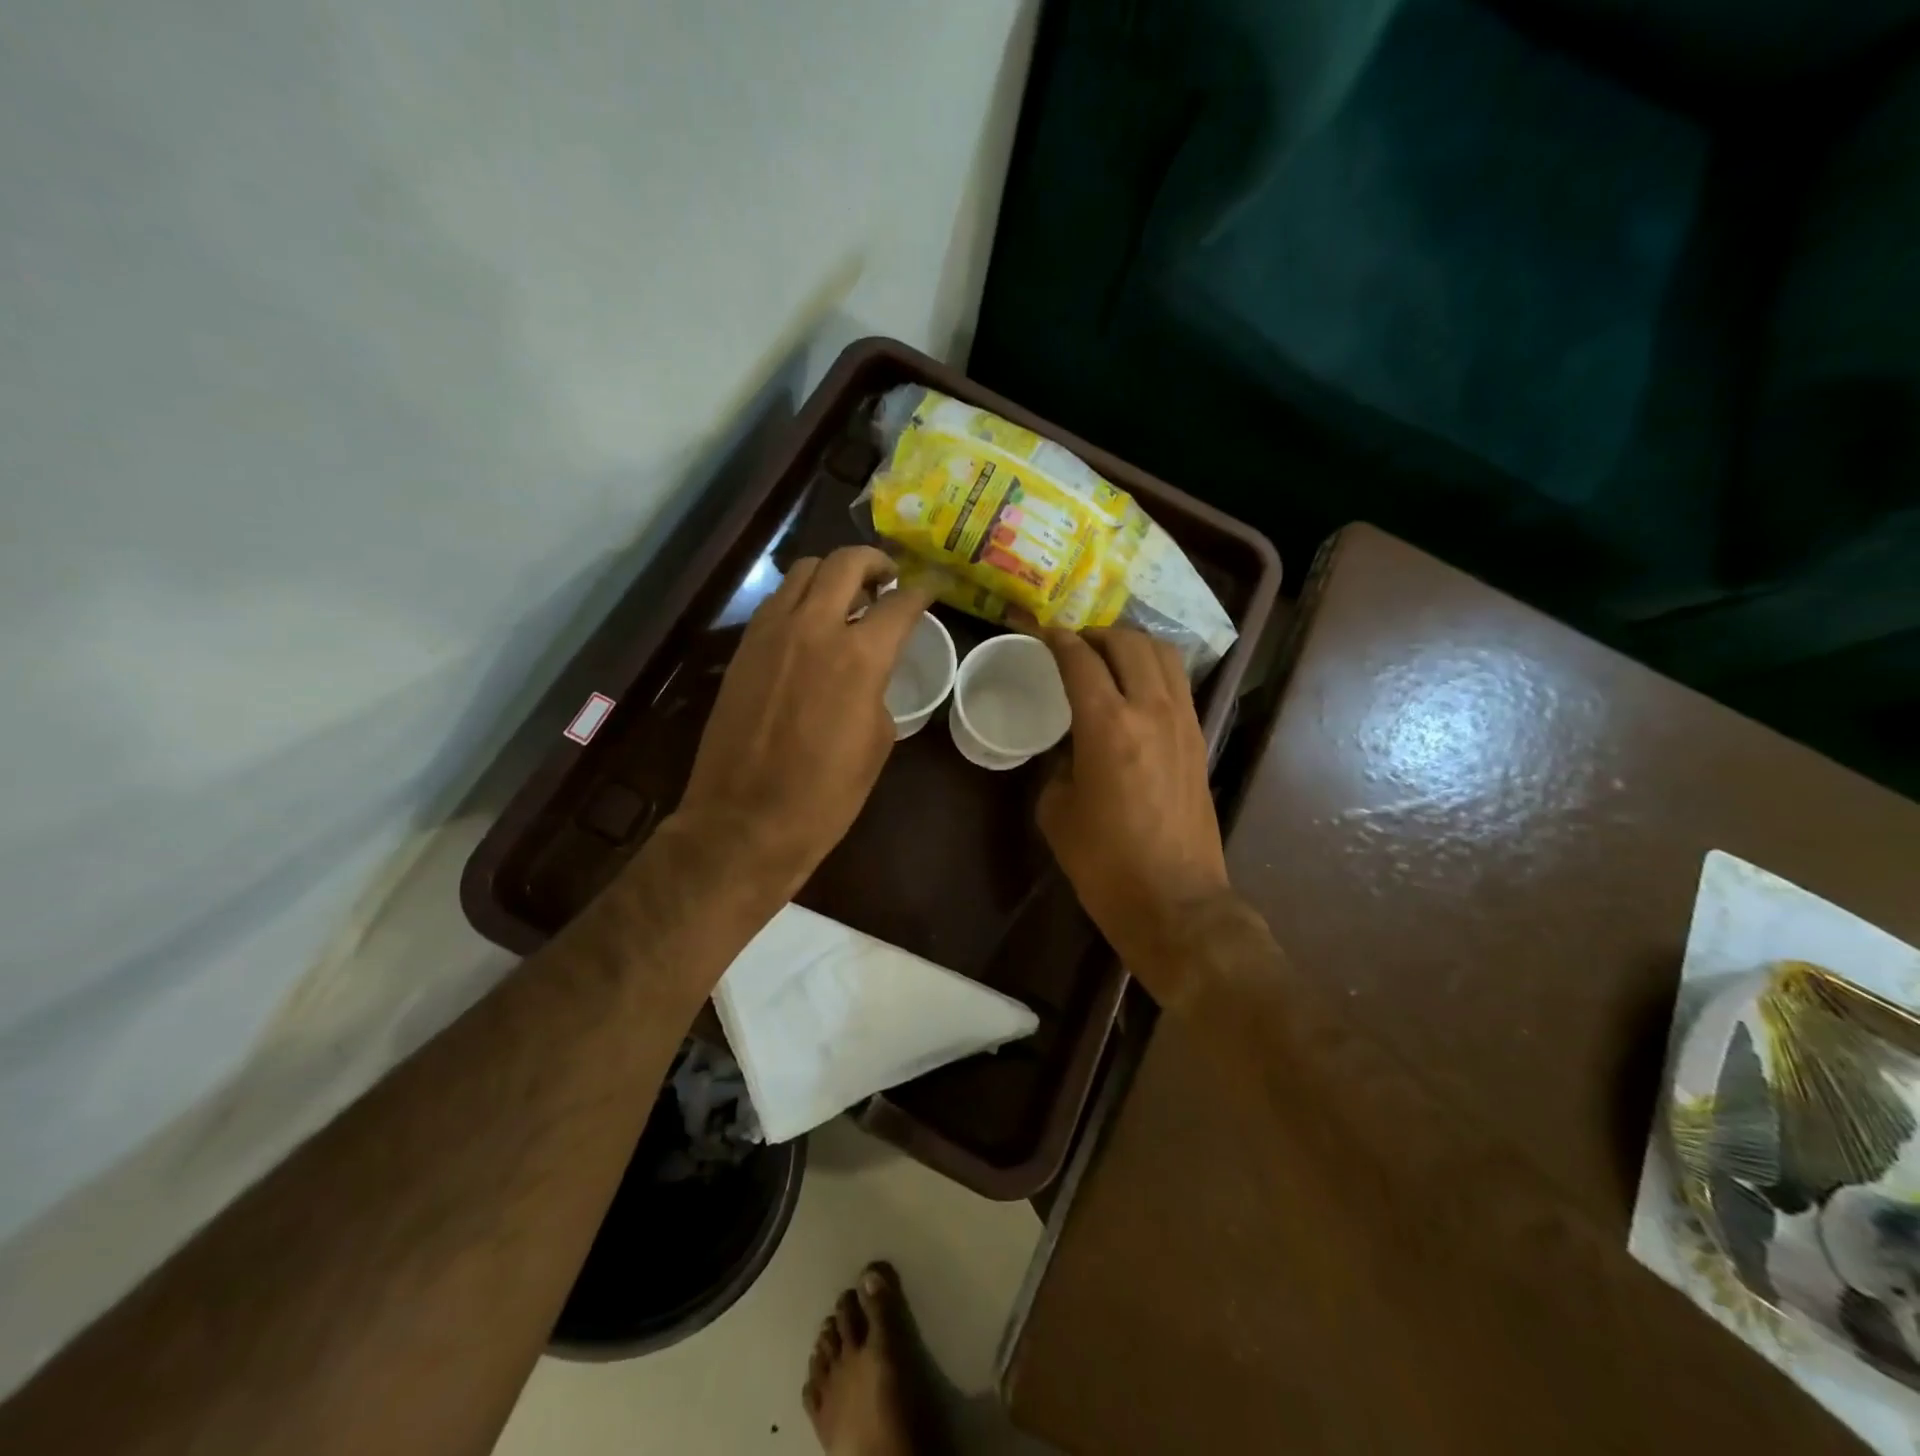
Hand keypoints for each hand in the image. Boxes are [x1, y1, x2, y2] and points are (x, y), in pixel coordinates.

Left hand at [674, 546, 933, 902]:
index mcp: (859, 657)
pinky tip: (810, 624)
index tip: (932, 587)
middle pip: (845, 563)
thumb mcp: (876, 743)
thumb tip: (869, 673)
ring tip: (847, 596)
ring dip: (832, 574)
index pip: (900, 604)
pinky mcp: (743, 648)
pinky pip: (776, 602)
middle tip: (888, 578)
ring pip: (803, 572)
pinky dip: (801, 598)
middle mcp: (814, 628)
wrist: (745, 822)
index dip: (922, 591)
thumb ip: (877, 690)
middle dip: (874, 561)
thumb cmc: (824, 795)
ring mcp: (770, 633)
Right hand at [1037, 627, 1229, 1002]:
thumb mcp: (1059, 812)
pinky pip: (1178, 684)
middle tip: (1072, 644)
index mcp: (1108, 725)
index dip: (1055, 638)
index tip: (1037, 630)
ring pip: (1164, 655)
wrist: (1176, 902)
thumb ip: (1059, 766)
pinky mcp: (1200, 740)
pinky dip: (1155, 670)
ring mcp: (1184, 722)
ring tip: (1107, 656)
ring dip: (1132, 645)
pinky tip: (1136, 687)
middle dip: (1096, 634)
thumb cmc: (1105, 863)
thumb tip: (1071, 750)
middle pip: (1129, 643)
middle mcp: (1151, 710)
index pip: (1080, 660)